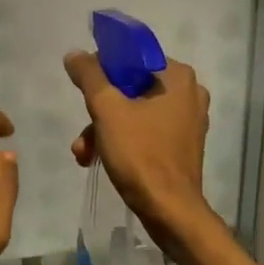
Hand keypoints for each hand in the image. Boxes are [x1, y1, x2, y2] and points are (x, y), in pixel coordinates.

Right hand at [63, 52, 210, 230]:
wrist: (169, 210)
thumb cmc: (140, 154)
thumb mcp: (107, 109)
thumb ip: (89, 76)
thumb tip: (75, 54)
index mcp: (178, 77)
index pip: (132, 58)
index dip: (103, 69)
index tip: (85, 89)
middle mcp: (189, 94)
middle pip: (130, 88)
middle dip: (99, 110)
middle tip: (84, 130)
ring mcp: (187, 122)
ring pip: (134, 112)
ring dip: (104, 129)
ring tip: (83, 151)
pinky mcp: (181, 146)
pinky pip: (144, 131)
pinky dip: (121, 141)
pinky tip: (97, 158)